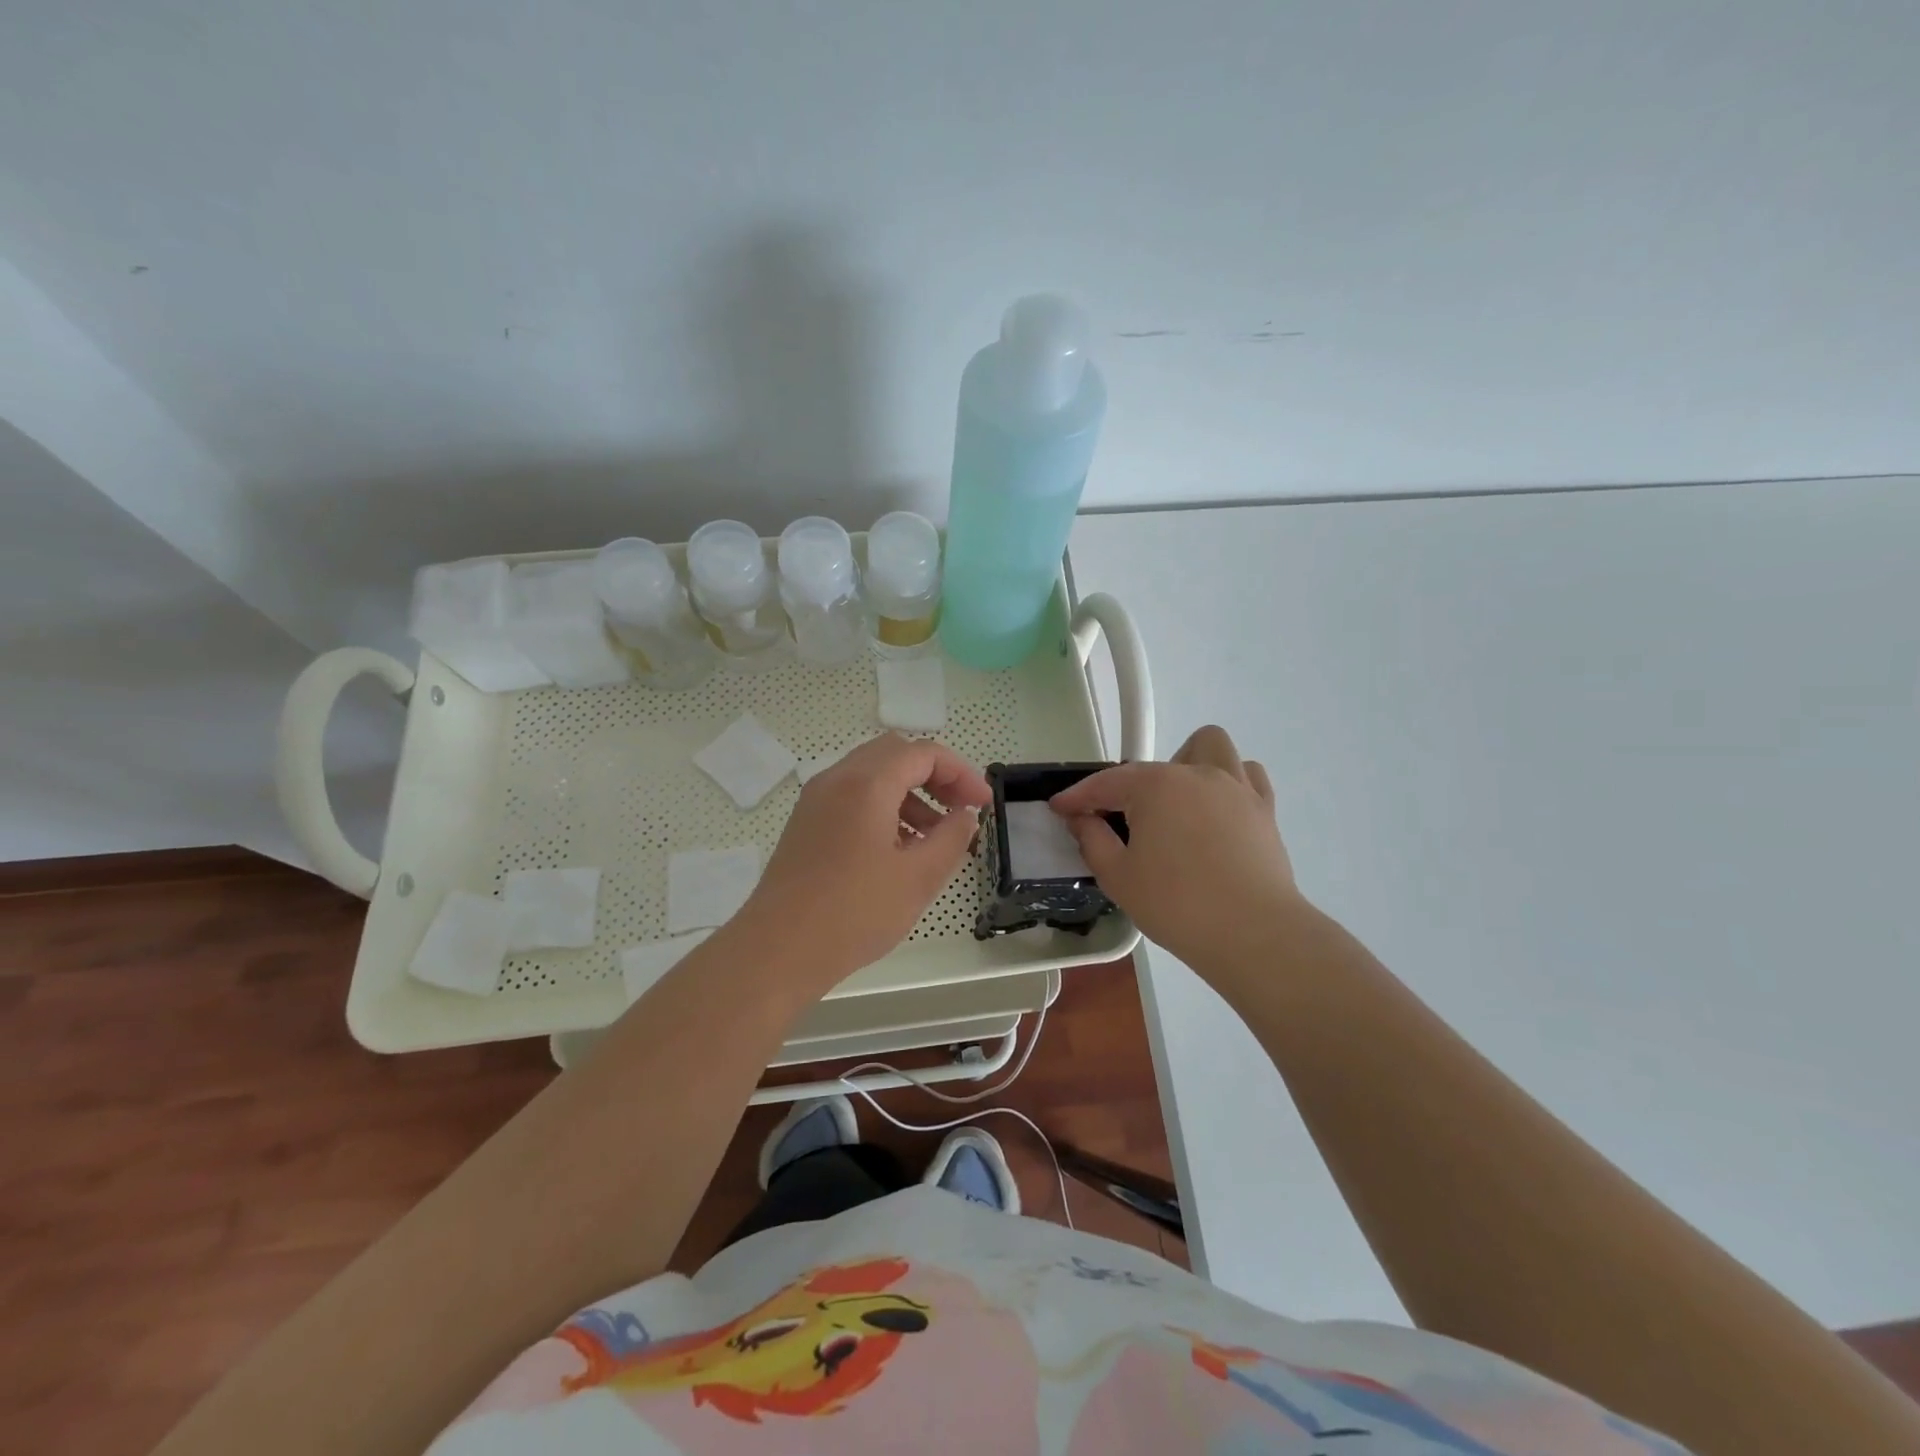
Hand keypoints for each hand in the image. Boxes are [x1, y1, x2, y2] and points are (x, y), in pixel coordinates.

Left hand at [733, 734, 989, 986]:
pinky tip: (897, 850)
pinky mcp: (806, 824)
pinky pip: (852, 796)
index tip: (983, 804)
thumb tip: (965, 816)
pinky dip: (883, 807)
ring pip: (872, 775)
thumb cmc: (854, 913)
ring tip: (934, 837)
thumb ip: (951, 838)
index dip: (961, 773)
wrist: (777, 949)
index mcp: (867, 784)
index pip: (923, 754)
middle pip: (895, 754)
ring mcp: (816, 800)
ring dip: (909, 793)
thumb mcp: (918, 877)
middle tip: (960, 810)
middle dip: (934, 776)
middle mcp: (837, 779)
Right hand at [1049, 725, 1303, 967]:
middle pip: (1153, 766)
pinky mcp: (1264, 808)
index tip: (1059, 808)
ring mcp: (1236, 787)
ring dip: (1186, 764)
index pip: (1106, 783)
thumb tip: (1082, 819)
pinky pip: (1247, 774)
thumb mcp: (1118, 877)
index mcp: (1156, 786)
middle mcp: (1196, 773)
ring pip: (1210, 746)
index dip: (1077, 796)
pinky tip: (1217, 809)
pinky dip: (1229, 780)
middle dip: (1130, 789)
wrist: (1253, 934)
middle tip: (1123, 826)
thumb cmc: (1177, 905)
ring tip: (1176, 803)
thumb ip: (1092, 840)